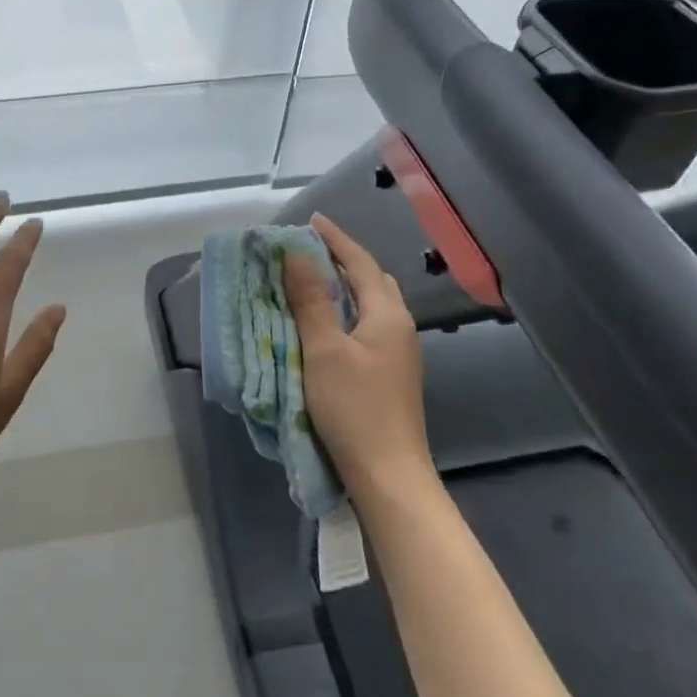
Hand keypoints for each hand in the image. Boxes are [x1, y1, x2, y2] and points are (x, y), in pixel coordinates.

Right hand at [284, 213, 429, 495]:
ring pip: (373, 303)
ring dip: (346, 285)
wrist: (389, 475)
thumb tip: (297, 254)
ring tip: (314, 279)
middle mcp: (399, 326)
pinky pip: (369, 324)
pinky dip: (348, 310)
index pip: (360, 262)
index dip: (335, 239)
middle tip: (310, 249)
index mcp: (387, 314)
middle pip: (372, 279)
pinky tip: (328, 322)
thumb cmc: (354, 407)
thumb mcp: (324, 349)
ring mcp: (399, 352)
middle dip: (343, 259)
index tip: (311, 221)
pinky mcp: (391, 373)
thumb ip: (311, 300)